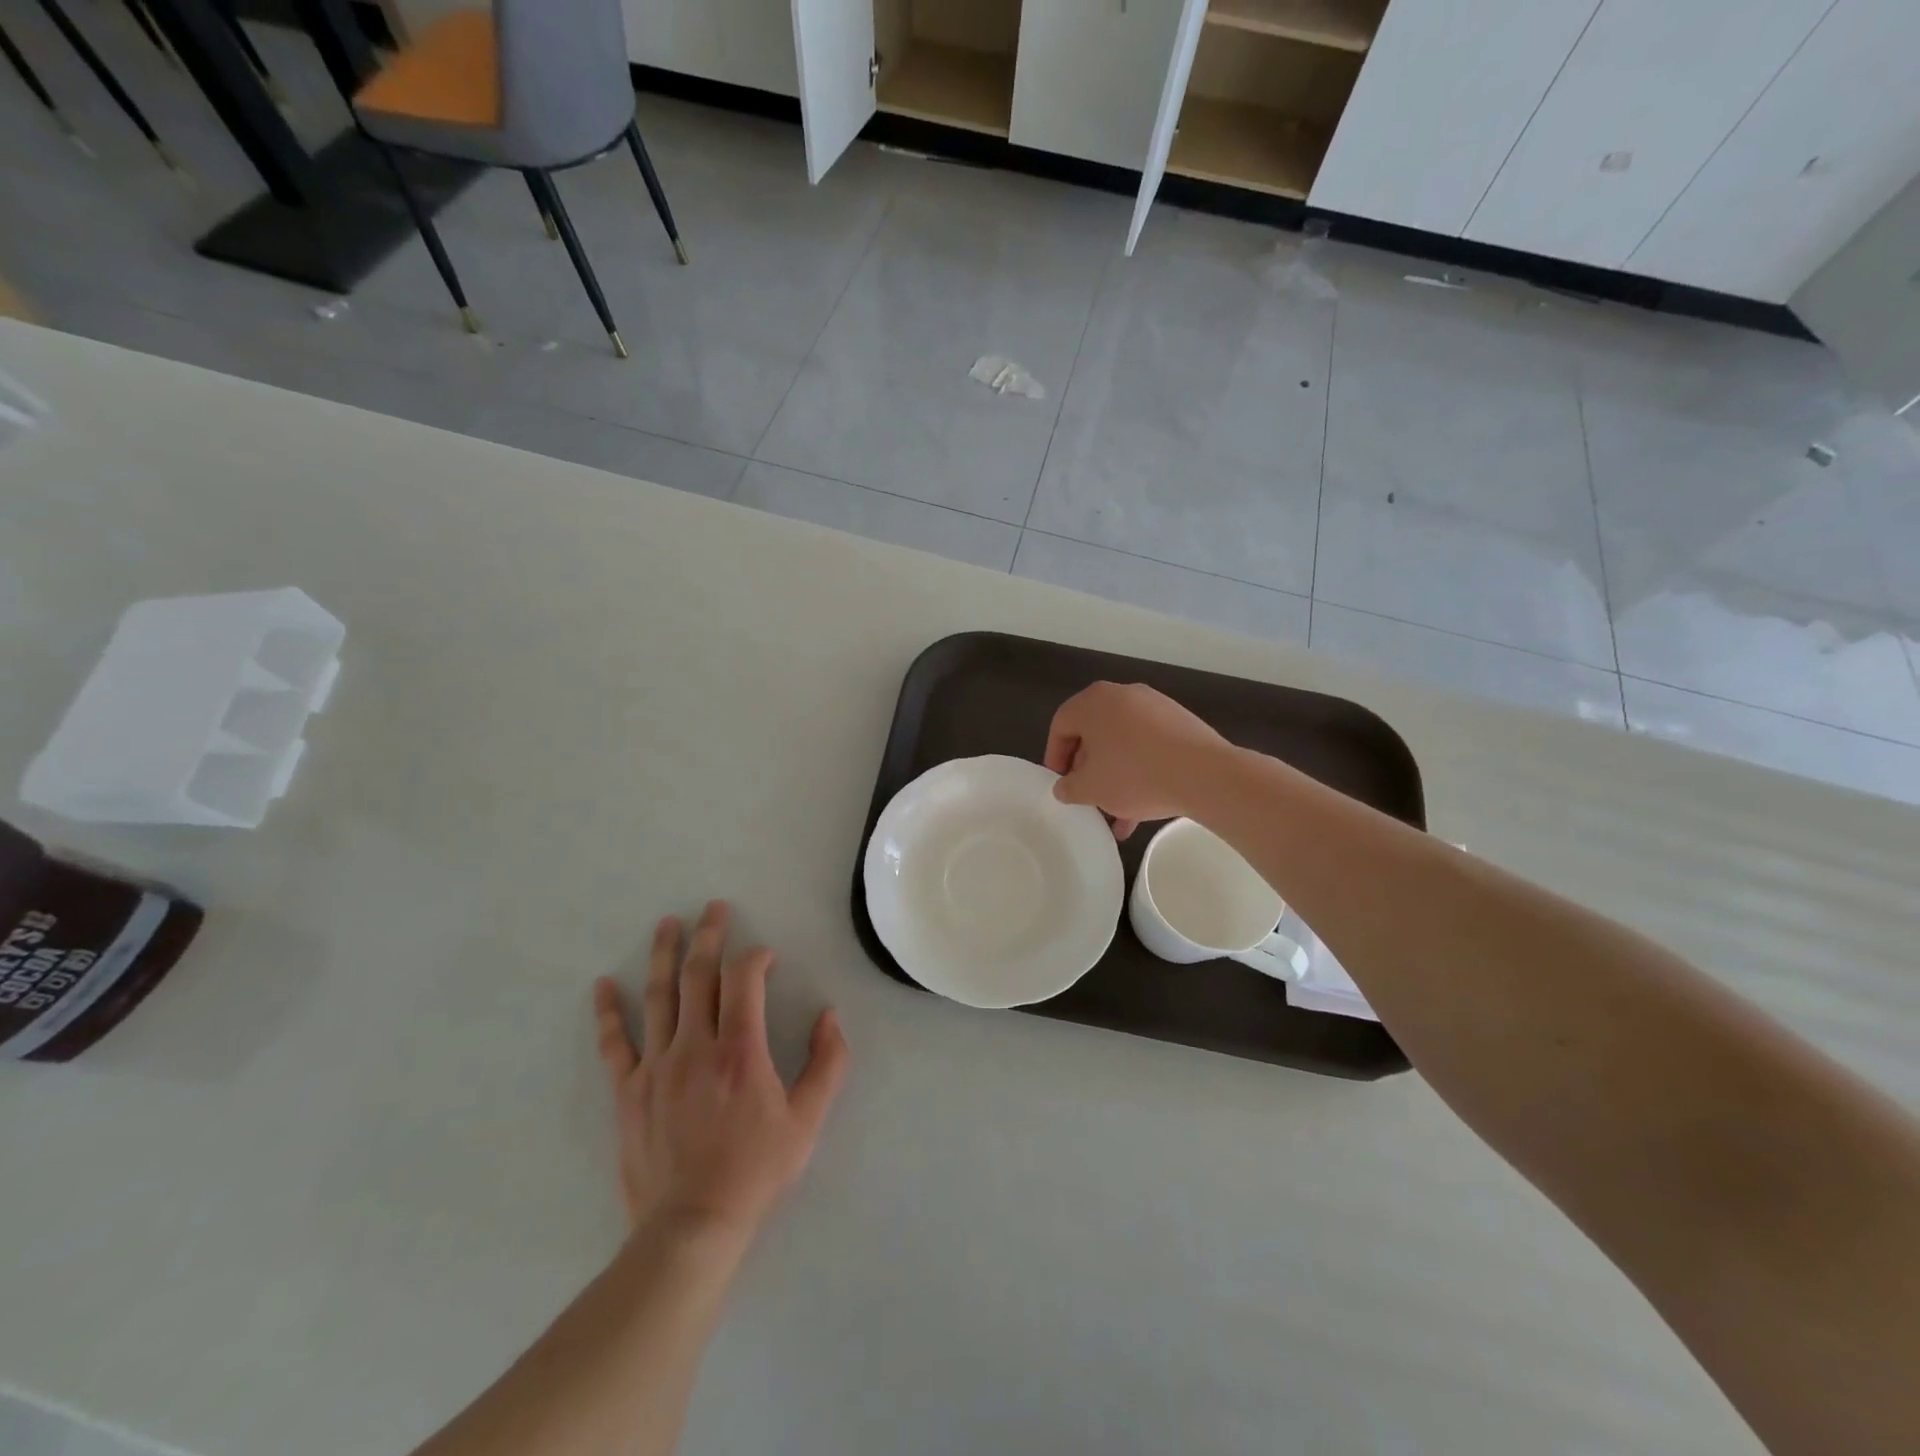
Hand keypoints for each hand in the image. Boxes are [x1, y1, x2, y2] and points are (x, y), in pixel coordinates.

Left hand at [593, 901, 849, 1243]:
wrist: (691, 1227)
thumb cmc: (756, 1171)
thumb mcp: (808, 1121)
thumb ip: (827, 1063)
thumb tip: (829, 1016)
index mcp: (740, 1049)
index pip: (744, 979)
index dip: (755, 958)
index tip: (766, 957)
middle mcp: (695, 1046)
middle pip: (698, 975)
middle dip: (708, 935)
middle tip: (713, 907)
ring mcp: (656, 1066)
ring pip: (657, 996)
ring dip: (662, 955)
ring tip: (667, 924)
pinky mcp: (629, 1090)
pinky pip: (615, 1043)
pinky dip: (608, 1012)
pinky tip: (602, 985)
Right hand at [1043, 681, 1229, 838]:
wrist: (1204, 774)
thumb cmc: (1134, 775)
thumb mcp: (1091, 789)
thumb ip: (1069, 787)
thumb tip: (1064, 786)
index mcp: (1094, 702)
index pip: (1061, 724)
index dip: (1055, 757)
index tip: (1060, 783)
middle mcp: (1123, 695)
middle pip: (1094, 732)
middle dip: (1088, 768)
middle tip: (1087, 795)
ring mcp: (1155, 707)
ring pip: (1123, 744)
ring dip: (1115, 776)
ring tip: (1116, 813)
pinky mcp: (1181, 723)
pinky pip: (1149, 747)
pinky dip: (1141, 772)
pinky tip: (1142, 809)